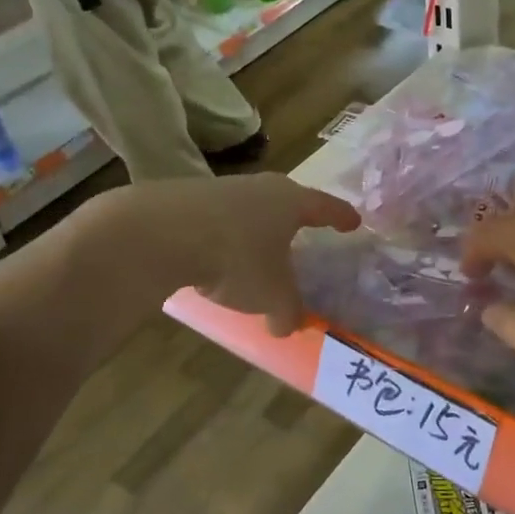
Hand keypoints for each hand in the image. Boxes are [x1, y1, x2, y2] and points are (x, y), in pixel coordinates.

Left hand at [119, 174, 360, 336]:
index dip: (341, 216)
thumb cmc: (236, 259)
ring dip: (256, 230)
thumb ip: (287, 311)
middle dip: (296, 219)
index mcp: (290, 202)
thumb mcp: (272, 295)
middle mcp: (260, 188)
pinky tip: (216, 259)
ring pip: (249, 210)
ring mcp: (221, 189)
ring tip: (257, 254)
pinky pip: (217, 221)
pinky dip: (224, 239)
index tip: (354, 222)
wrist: (160, 233)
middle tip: (305, 232)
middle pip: (286, 201)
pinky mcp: (186, 200)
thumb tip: (289, 326)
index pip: (325, 206)